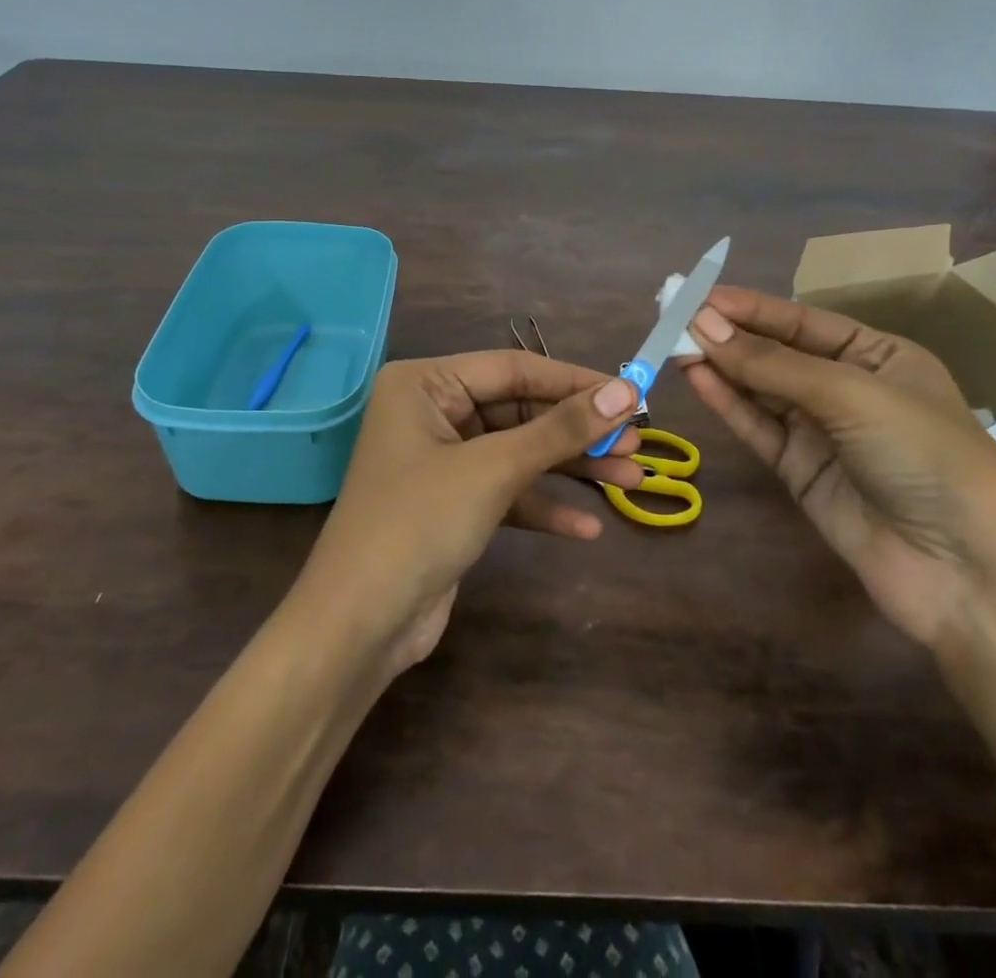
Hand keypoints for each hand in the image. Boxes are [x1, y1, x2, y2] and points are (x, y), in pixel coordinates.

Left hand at [295, 351, 641, 676]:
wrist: (359, 626)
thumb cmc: (419, 524)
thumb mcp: (494, 469)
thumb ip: (560, 429)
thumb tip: (625, 390)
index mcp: (424, 384)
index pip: (513, 368)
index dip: (575, 382)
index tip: (632, 395)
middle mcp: (431, 413)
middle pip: (519, 411)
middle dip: (577, 432)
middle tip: (636, 445)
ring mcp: (441, 460)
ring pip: (518, 452)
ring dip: (570, 469)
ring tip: (631, 480)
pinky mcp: (452, 504)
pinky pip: (506, 491)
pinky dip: (543, 506)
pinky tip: (587, 529)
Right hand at [683, 285, 995, 646]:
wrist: (965, 573)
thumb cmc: (924, 456)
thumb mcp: (851, 395)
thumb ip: (772, 363)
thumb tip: (702, 325)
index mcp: (879, 356)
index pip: (803, 322)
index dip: (750, 307)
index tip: (697, 295)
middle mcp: (849, 389)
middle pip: (777, 354)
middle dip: (729, 335)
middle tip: (673, 317)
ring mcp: (823, 433)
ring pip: (761, 390)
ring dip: (721, 366)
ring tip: (673, 344)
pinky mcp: (801, 472)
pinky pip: (758, 428)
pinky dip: (728, 404)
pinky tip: (696, 378)